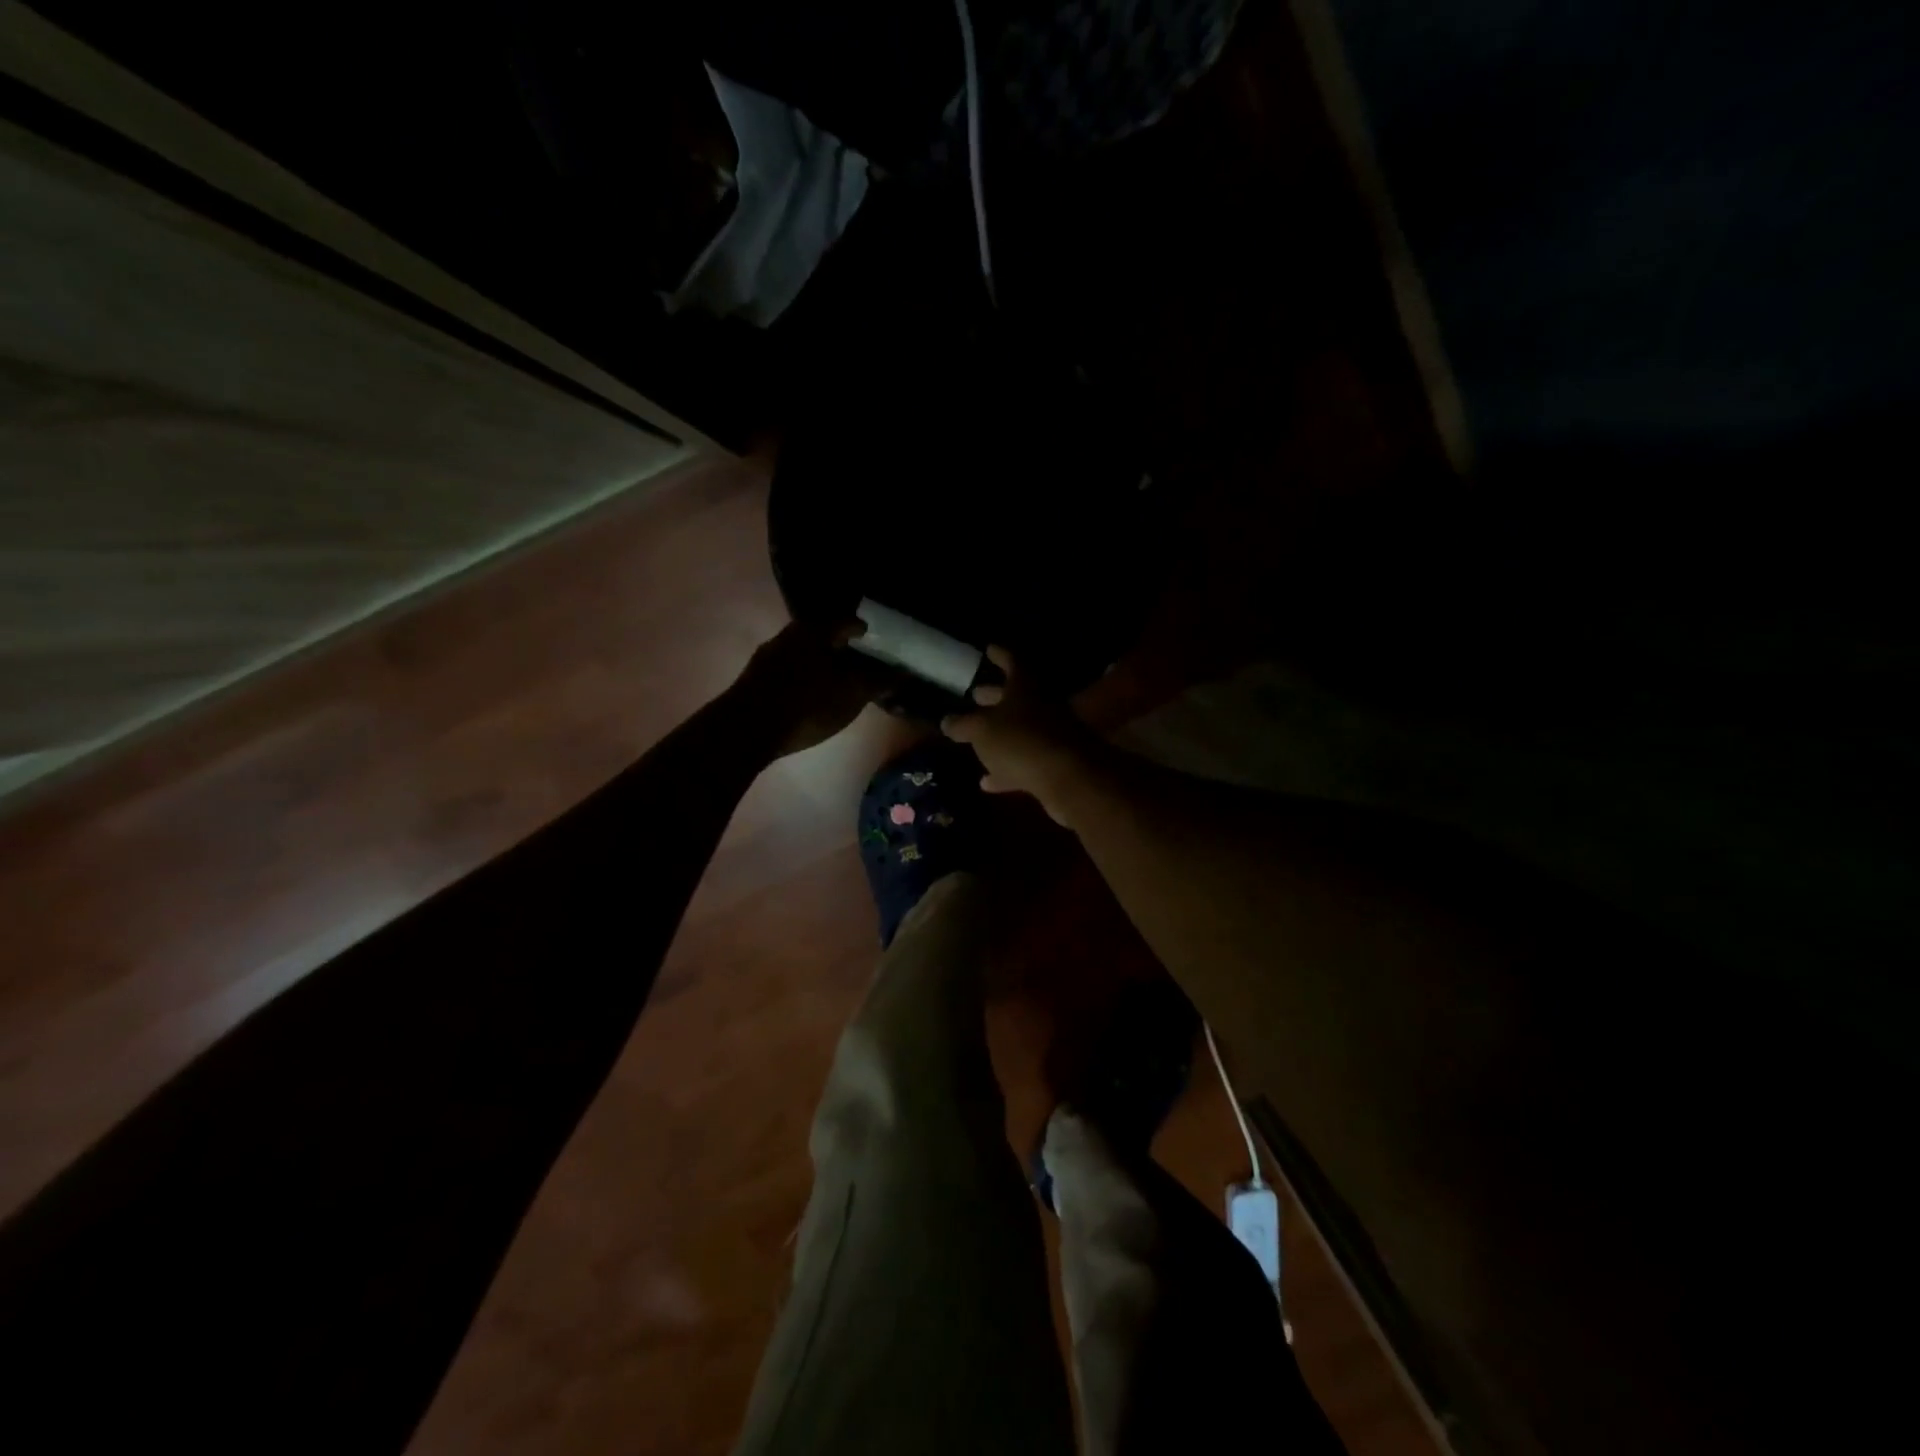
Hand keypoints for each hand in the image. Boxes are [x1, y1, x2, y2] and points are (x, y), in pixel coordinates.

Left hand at [730, 619, 884, 757]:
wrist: (745, 731)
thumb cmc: (807, 705)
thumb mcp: (851, 694)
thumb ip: (878, 681)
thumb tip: (902, 672)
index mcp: (814, 630)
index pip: (847, 621)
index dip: (866, 632)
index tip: (878, 642)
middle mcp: (788, 635)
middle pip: (823, 636)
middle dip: (843, 649)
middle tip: (862, 662)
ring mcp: (767, 657)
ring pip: (804, 654)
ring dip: (822, 664)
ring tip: (839, 681)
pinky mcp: (755, 679)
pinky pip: (790, 671)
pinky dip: (805, 677)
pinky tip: (812, 694)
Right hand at [940, 646, 1103, 824]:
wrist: (1070, 778)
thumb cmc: (1021, 741)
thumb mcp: (982, 730)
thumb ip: (964, 725)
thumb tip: (946, 721)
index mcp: (1026, 686)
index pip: (1013, 661)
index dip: (1000, 655)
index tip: (989, 649)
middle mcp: (1043, 705)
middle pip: (1018, 695)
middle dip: (996, 695)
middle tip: (976, 694)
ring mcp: (1053, 734)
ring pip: (1022, 729)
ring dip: (1001, 733)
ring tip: (977, 738)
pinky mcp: (1057, 764)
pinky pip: (1027, 761)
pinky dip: (1008, 768)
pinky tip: (987, 782)